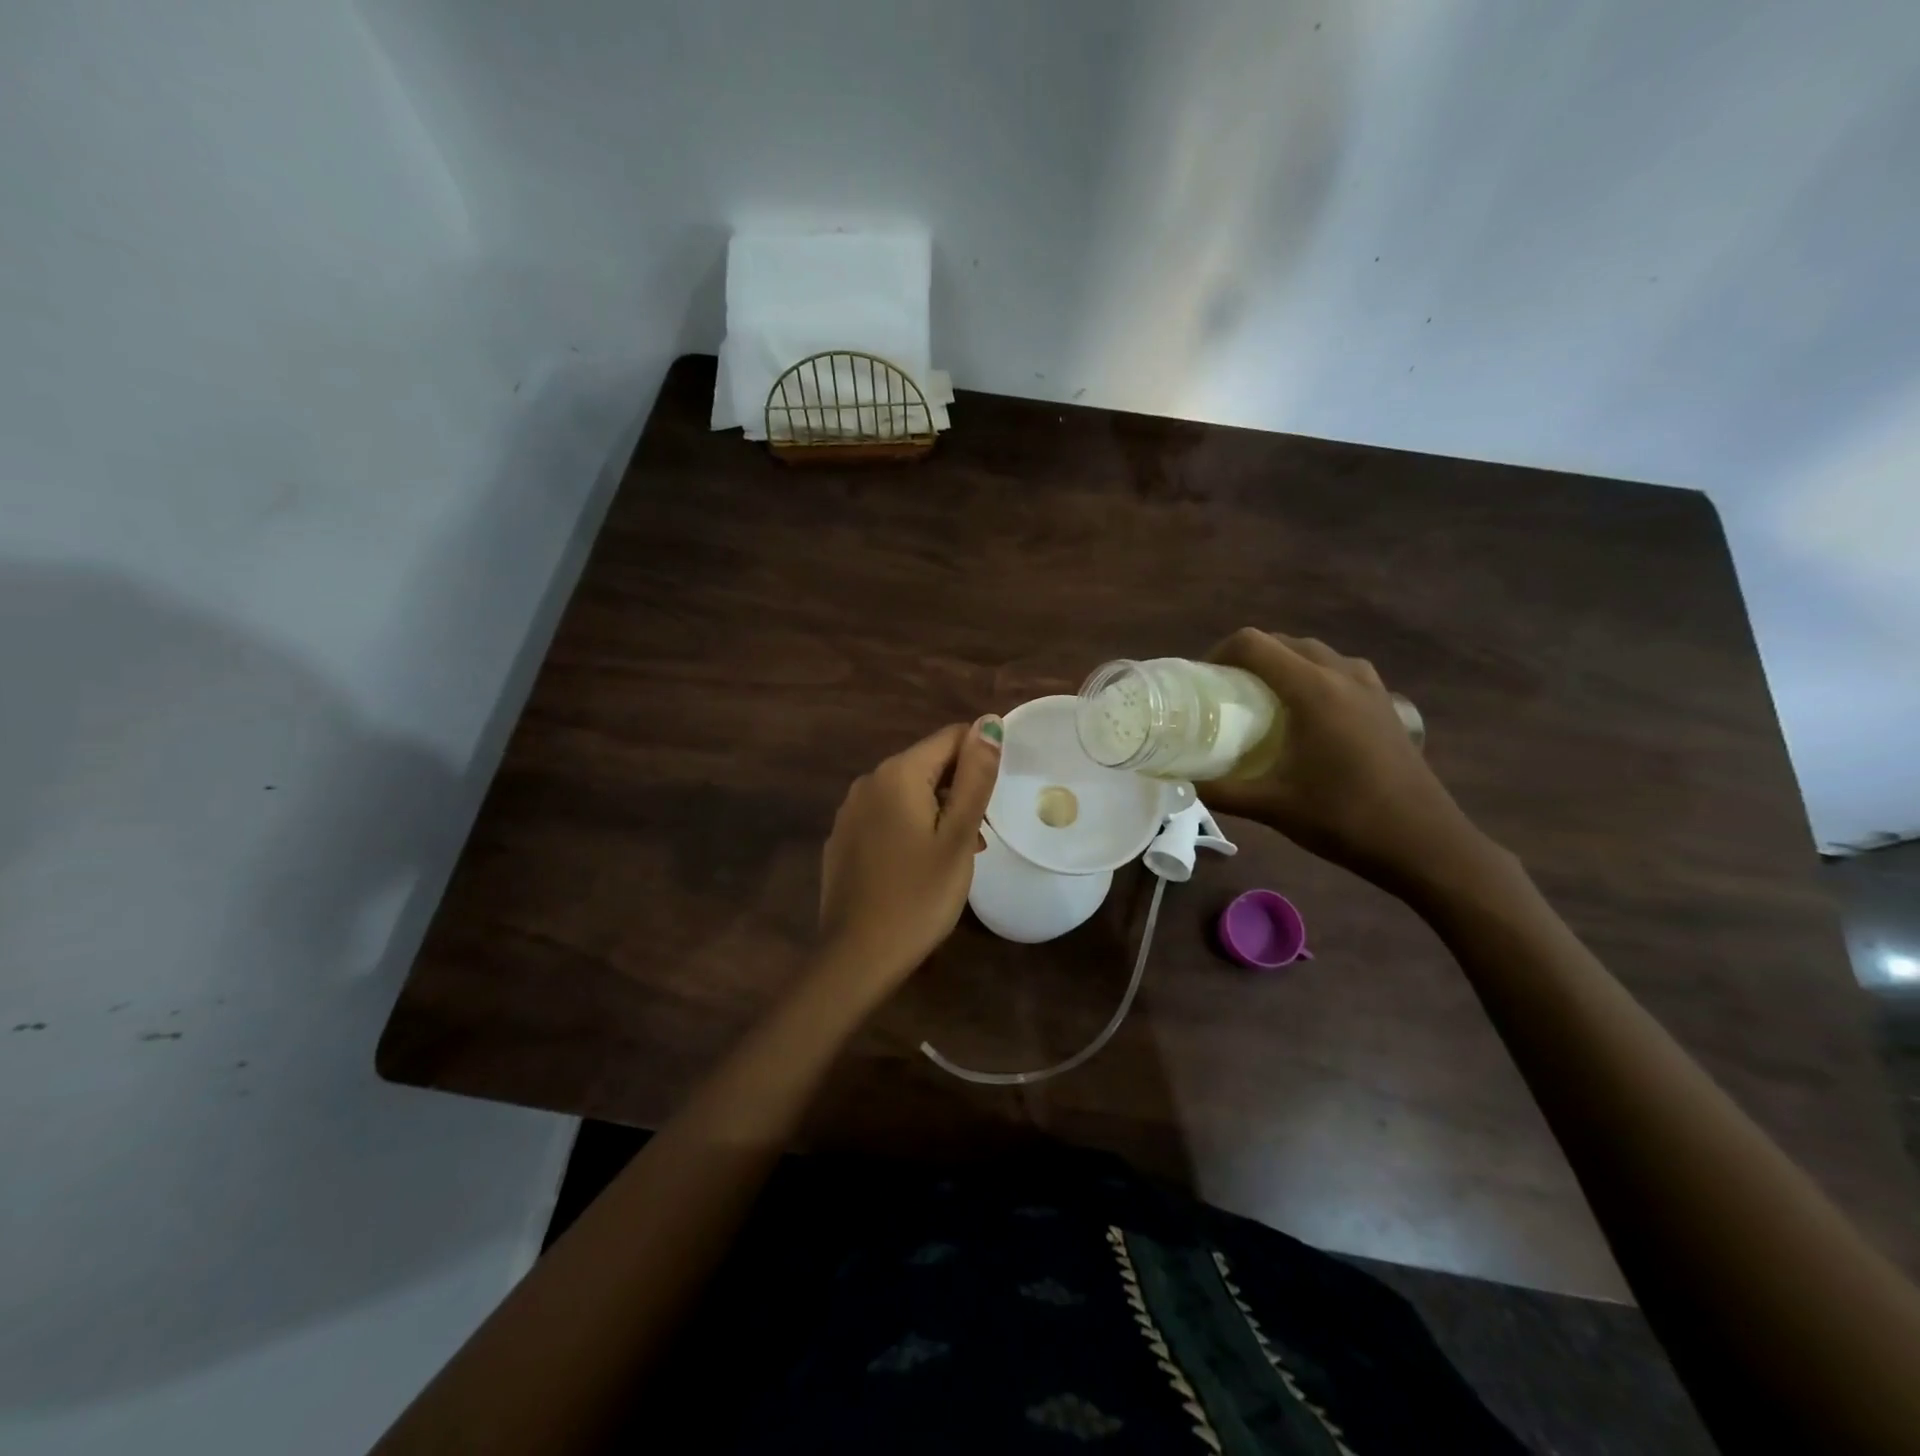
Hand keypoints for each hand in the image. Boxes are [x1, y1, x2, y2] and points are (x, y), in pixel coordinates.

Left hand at [817, 717, 1003, 989]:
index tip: (994, 798)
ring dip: (937, 812)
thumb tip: (989, 722)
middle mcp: (867, 781)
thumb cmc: (919, 896)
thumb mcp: (958, 836)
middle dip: (958, 789)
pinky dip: (910, 828)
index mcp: (897, 773)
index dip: (980, 759)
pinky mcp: (842, 838)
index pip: (950, 738)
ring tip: (957, 855)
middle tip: (979, 836)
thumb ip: (975, 776)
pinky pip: (885, 817)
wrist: (858, 956)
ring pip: (906, 794)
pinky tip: (920, 866)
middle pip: (927, 765)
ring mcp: (850, 811)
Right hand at [1198, 629, 1487, 893]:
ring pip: (1316, 654)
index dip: (1219, 653)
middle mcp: (1343, 676)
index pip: (1254, 644)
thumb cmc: (1345, 819)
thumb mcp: (1272, 807)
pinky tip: (1308, 713)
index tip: (1201, 681)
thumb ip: (1221, 791)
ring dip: (1284, 663)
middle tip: (1224, 691)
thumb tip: (1181, 781)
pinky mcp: (1387, 705)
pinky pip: (1342, 671)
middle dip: (1249, 657)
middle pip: (1285, 643)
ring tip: (1262, 698)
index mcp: (1313, 690)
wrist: (1425, 844)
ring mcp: (1371, 688)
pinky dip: (1315, 676)